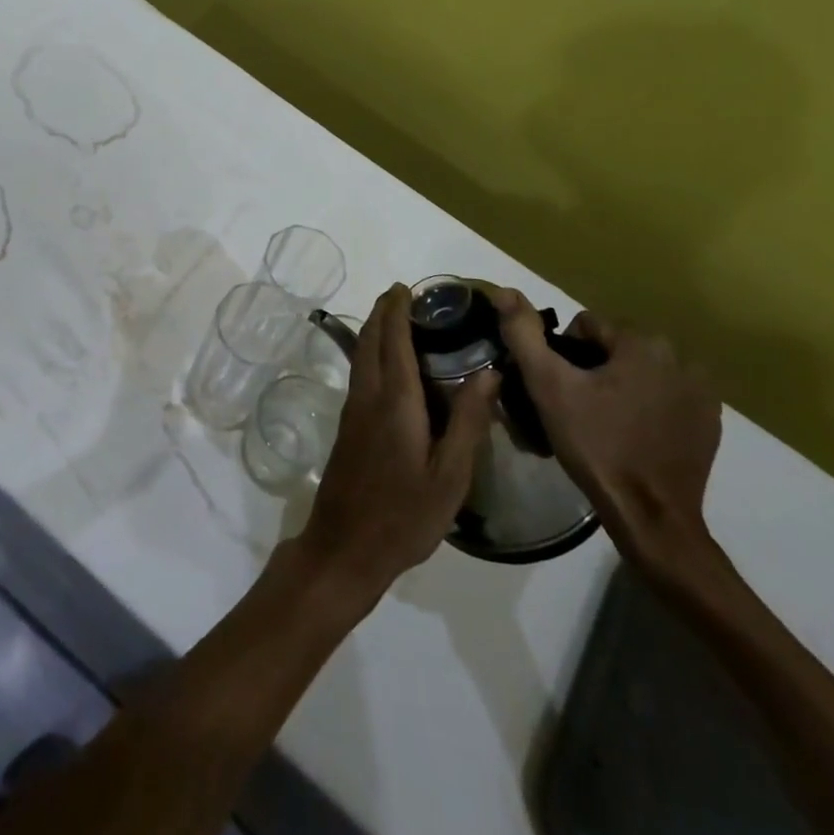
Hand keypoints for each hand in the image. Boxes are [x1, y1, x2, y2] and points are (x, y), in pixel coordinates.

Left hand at [297, 285, 497, 603]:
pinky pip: (360, 373)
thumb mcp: (450, 475)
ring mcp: (352, 411)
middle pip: (371, 340)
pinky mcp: (347, 426)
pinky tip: (386, 364)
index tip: (406, 287)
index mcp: (395, 401)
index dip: (398, 310)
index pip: (394, 340)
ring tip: (395, 319)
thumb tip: (489, 372)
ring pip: (361, 355)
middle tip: (402, 295)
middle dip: (383, 312)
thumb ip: (469, 421)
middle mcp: (368, 396)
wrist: (345, 547)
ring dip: (375, 330)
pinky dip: (371, 352)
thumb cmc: (405, 515)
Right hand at [492, 292, 721, 576]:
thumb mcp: (548, 386)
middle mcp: (681, 358)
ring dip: (621, 385)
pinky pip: (666, 397)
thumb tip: (506, 292)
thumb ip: (525, 334)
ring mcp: (702, 392)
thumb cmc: (596, 444)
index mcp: (643, 342)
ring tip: (602, 421)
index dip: (563, 353)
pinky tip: (632, 435)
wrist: (651, 516)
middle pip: (616, 346)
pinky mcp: (710, 423)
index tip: (559, 387)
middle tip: (576, 405)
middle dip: (593, 368)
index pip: (587, 324)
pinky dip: (647, 406)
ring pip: (641, 371)